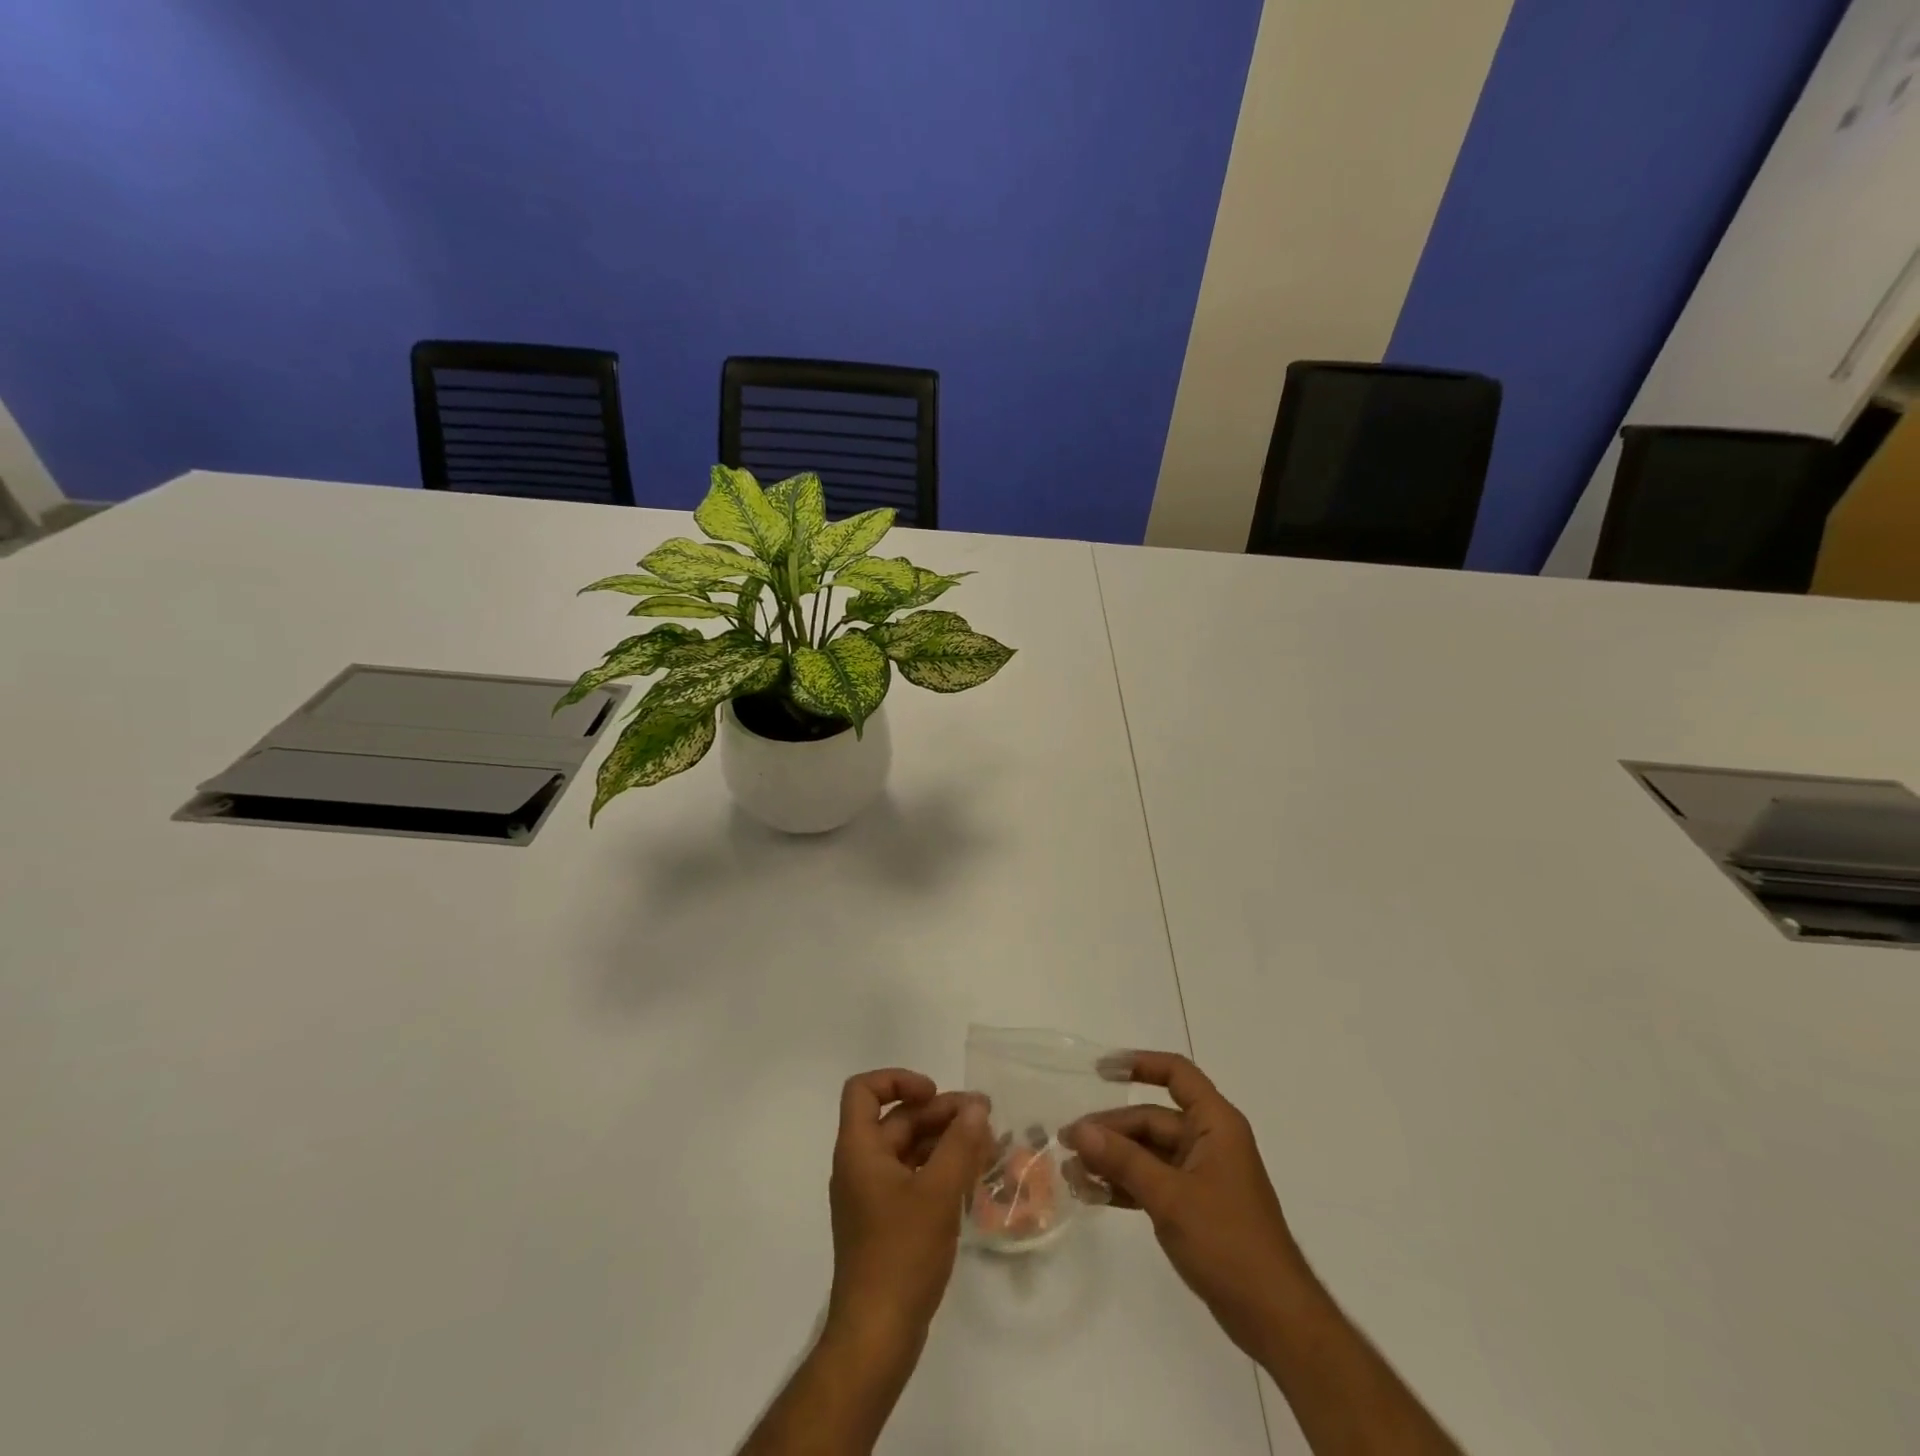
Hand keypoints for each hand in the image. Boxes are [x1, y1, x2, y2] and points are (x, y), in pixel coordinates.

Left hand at [826, 1068, 993, 1353]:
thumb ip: (959, 1144)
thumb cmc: (901, 1255)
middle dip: (939, 1113)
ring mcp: (872, 1196)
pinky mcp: (886, 1222)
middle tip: (983, 1116)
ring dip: (944, 1141)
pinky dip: (940, 1170)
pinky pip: (913, 1178)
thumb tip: (976, 1106)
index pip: (864, 1090)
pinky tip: (973, 1177)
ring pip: (908, 1149)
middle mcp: (860, 1165)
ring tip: (987, 1144)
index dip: (898, 1080)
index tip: (935, 1094)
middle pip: (896, 1119)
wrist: (876, 1337)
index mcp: (859, 1150)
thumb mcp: (937, 1193)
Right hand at [1064, 1051, 1312, 1361]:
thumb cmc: (1228, 1242)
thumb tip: (1080, 1131)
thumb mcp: (1170, 1196)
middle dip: (1110, 1129)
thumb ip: (1123, 1160)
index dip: (1139, 1064)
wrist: (1274, 1318)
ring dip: (1112, 1159)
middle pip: (1152, 1118)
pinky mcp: (1194, 1206)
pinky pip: (1152, 1182)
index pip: (1176, 1074)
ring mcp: (1201, 1175)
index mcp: (1215, 1124)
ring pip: (1148, 1152)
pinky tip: (1092, 1193)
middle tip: (1067, 1141)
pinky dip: (1125, 1185)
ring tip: (1071, 1171)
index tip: (1099, 1071)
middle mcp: (1208, 1141)